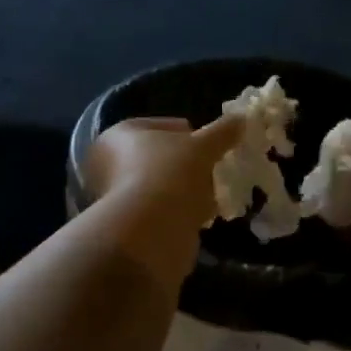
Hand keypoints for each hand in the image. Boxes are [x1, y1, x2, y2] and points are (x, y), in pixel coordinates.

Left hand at [83, 114, 244, 233]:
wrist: (151, 231)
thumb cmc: (170, 174)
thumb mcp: (202, 146)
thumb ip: (222, 131)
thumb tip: (241, 118)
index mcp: (118, 135)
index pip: (159, 126)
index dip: (189, 134)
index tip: (211, 146)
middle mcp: (108, 164)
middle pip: (158, 158)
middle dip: (187, 165)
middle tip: (213, 170)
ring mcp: (115, 198)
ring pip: (161, 187)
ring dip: (185, 190)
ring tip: (212, 194)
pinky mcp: (128, 226)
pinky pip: (161, 212)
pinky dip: (180, 213)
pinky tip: (200, 216)